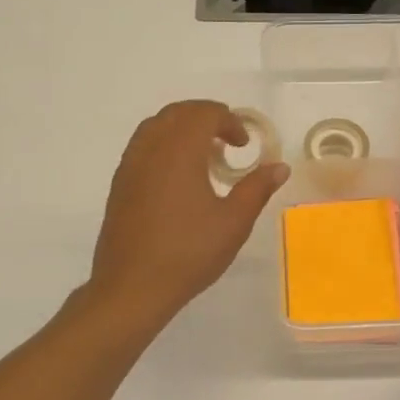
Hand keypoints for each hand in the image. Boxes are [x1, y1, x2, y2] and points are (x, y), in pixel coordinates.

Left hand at [90, 100, 288, 327]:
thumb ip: (257, 188)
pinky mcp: (119, 184)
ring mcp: (129, 165)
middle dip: (206, 118)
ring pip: (156, 126)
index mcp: (179, 151)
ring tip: (204, 157)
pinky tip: (179, 178)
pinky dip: (164, 146)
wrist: (132, 287)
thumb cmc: (188, 253)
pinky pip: (143, 147)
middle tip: (228, 143)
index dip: (229, 121)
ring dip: (183, 129)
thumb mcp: (233, 223)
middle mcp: (150, 148)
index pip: (204, 113)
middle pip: (177, 112)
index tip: (245, 145)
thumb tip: (279, 167)